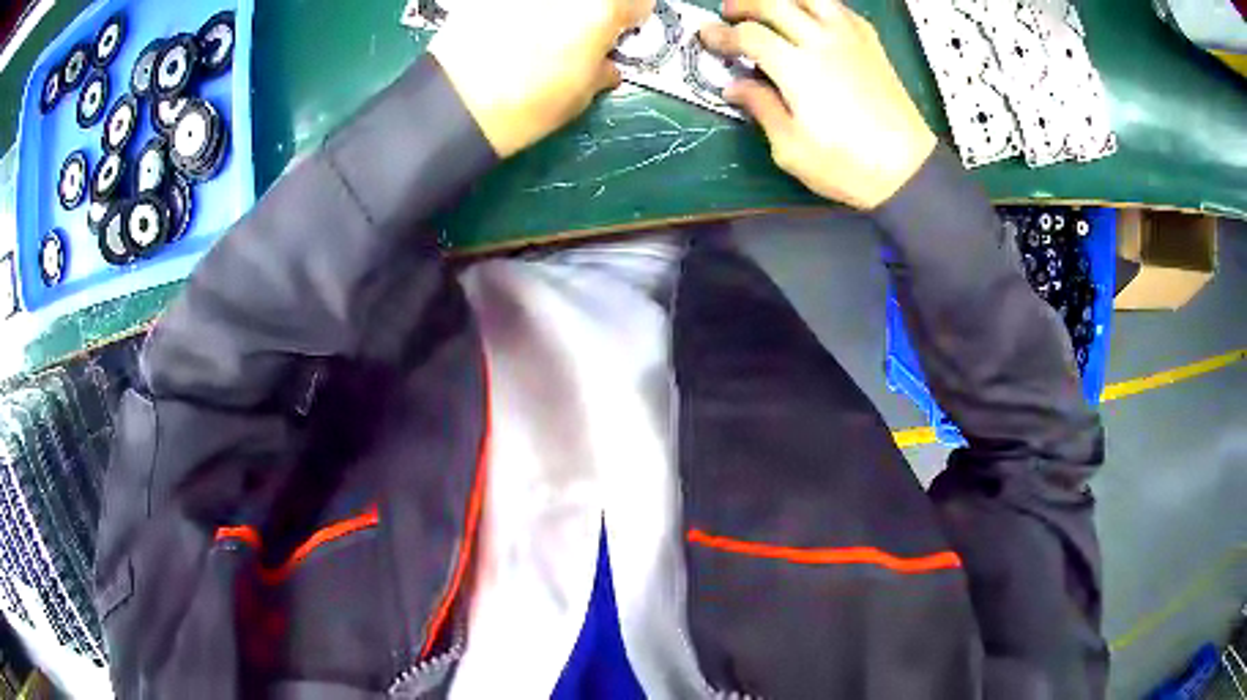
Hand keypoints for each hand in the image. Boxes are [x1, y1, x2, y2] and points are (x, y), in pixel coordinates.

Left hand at [430, 0, 654, 157]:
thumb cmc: (526, 105)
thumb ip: (602, 66)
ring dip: (557, 9)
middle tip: (582, 31)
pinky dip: (523, 10)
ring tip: (541, 31)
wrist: (456, 105)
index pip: (639, 1)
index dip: (630, 19)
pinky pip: (520, 2)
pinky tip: (511, 28)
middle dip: (593, 10)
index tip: (620, 32)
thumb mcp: (581, 94)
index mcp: (601, 8)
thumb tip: (604, 62)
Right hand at [700, 0, 936, 208]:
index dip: (722, 34)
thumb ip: (761, 109)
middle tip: (730, 12)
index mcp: (798, 69)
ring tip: (771, 7)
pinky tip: (813, 18)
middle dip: (745, 4)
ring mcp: (850, 39)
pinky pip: (841, 8)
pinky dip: (819, 6)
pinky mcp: (871, 44)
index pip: (749, 35)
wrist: (908, 170)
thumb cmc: (848, 166)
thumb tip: (735, 87)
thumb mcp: (792, 149)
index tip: (706, 37)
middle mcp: (822, 43)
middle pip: (775, 3)